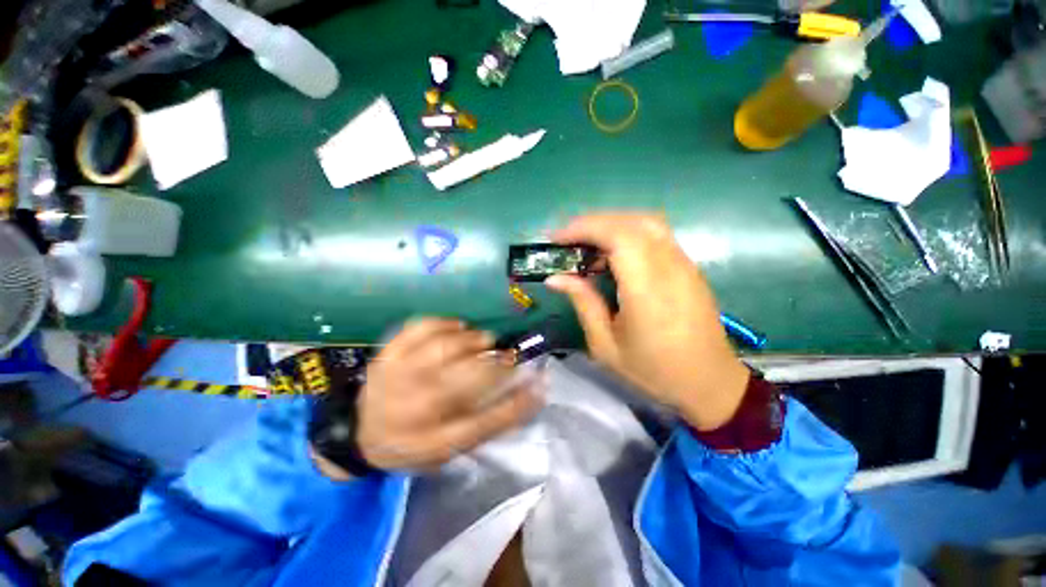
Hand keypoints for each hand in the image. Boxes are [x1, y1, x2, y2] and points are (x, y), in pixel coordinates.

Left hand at [351, 319, 541, 470]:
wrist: (360, 433)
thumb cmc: (412, 443)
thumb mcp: (449, 448)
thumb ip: (486, 424)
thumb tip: (524, 396)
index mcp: (432, 440)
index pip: (485, 423)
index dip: (518, 404)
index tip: (541, 383)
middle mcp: (414, 409)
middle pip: (466, 380)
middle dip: (498, 363)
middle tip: (509, 355)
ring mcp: (397, 377)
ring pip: (443, 348)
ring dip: (473, 340)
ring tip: (485, 339)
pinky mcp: (387, 355)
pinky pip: (418, 329)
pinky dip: (443, 323)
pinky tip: (458, 326)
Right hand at [545, 213, 749, 430]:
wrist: (709, 382)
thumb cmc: (654, 370)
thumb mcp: (606, 345)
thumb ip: (583, 304)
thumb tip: (555, 278)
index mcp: (647, 290)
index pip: (618, 236)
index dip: (584, 228)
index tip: (557, 239)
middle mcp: (670, 268)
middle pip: (631, 221)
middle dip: (593, 223)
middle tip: (567, 241)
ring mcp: (684, 263)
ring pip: (646, 222)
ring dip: (611, 225)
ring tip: (586, 245)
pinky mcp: (688, 266)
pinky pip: (656, 234)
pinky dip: (628, 233)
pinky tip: (612, 255)